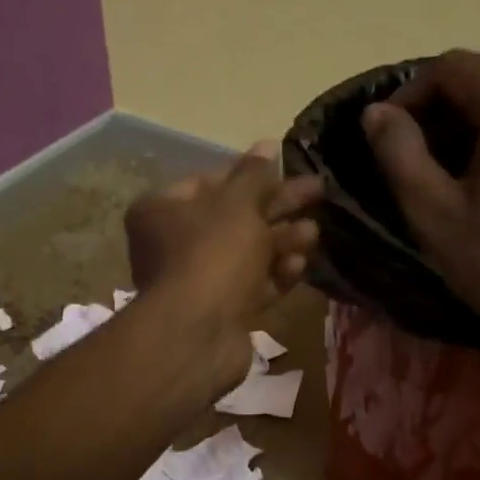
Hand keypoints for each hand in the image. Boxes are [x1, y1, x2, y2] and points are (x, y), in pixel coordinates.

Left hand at [124, 143, 321, 389]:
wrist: (198, 334)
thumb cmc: (212, 255)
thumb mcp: (238, 205)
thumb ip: (256, 176)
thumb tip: (268, 145)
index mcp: (162, 211)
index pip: (210, 182)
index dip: (250, 173)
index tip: (286, 166)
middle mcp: (173, 245)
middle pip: (233, 218)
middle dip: (276, 208)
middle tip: (317, 192)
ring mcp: (197, 282)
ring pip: (246, 255)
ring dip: (281, 242)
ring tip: (313, 234)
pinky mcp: (219, 312)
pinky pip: (251, 286)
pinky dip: (275, 275)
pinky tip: (299, 265)